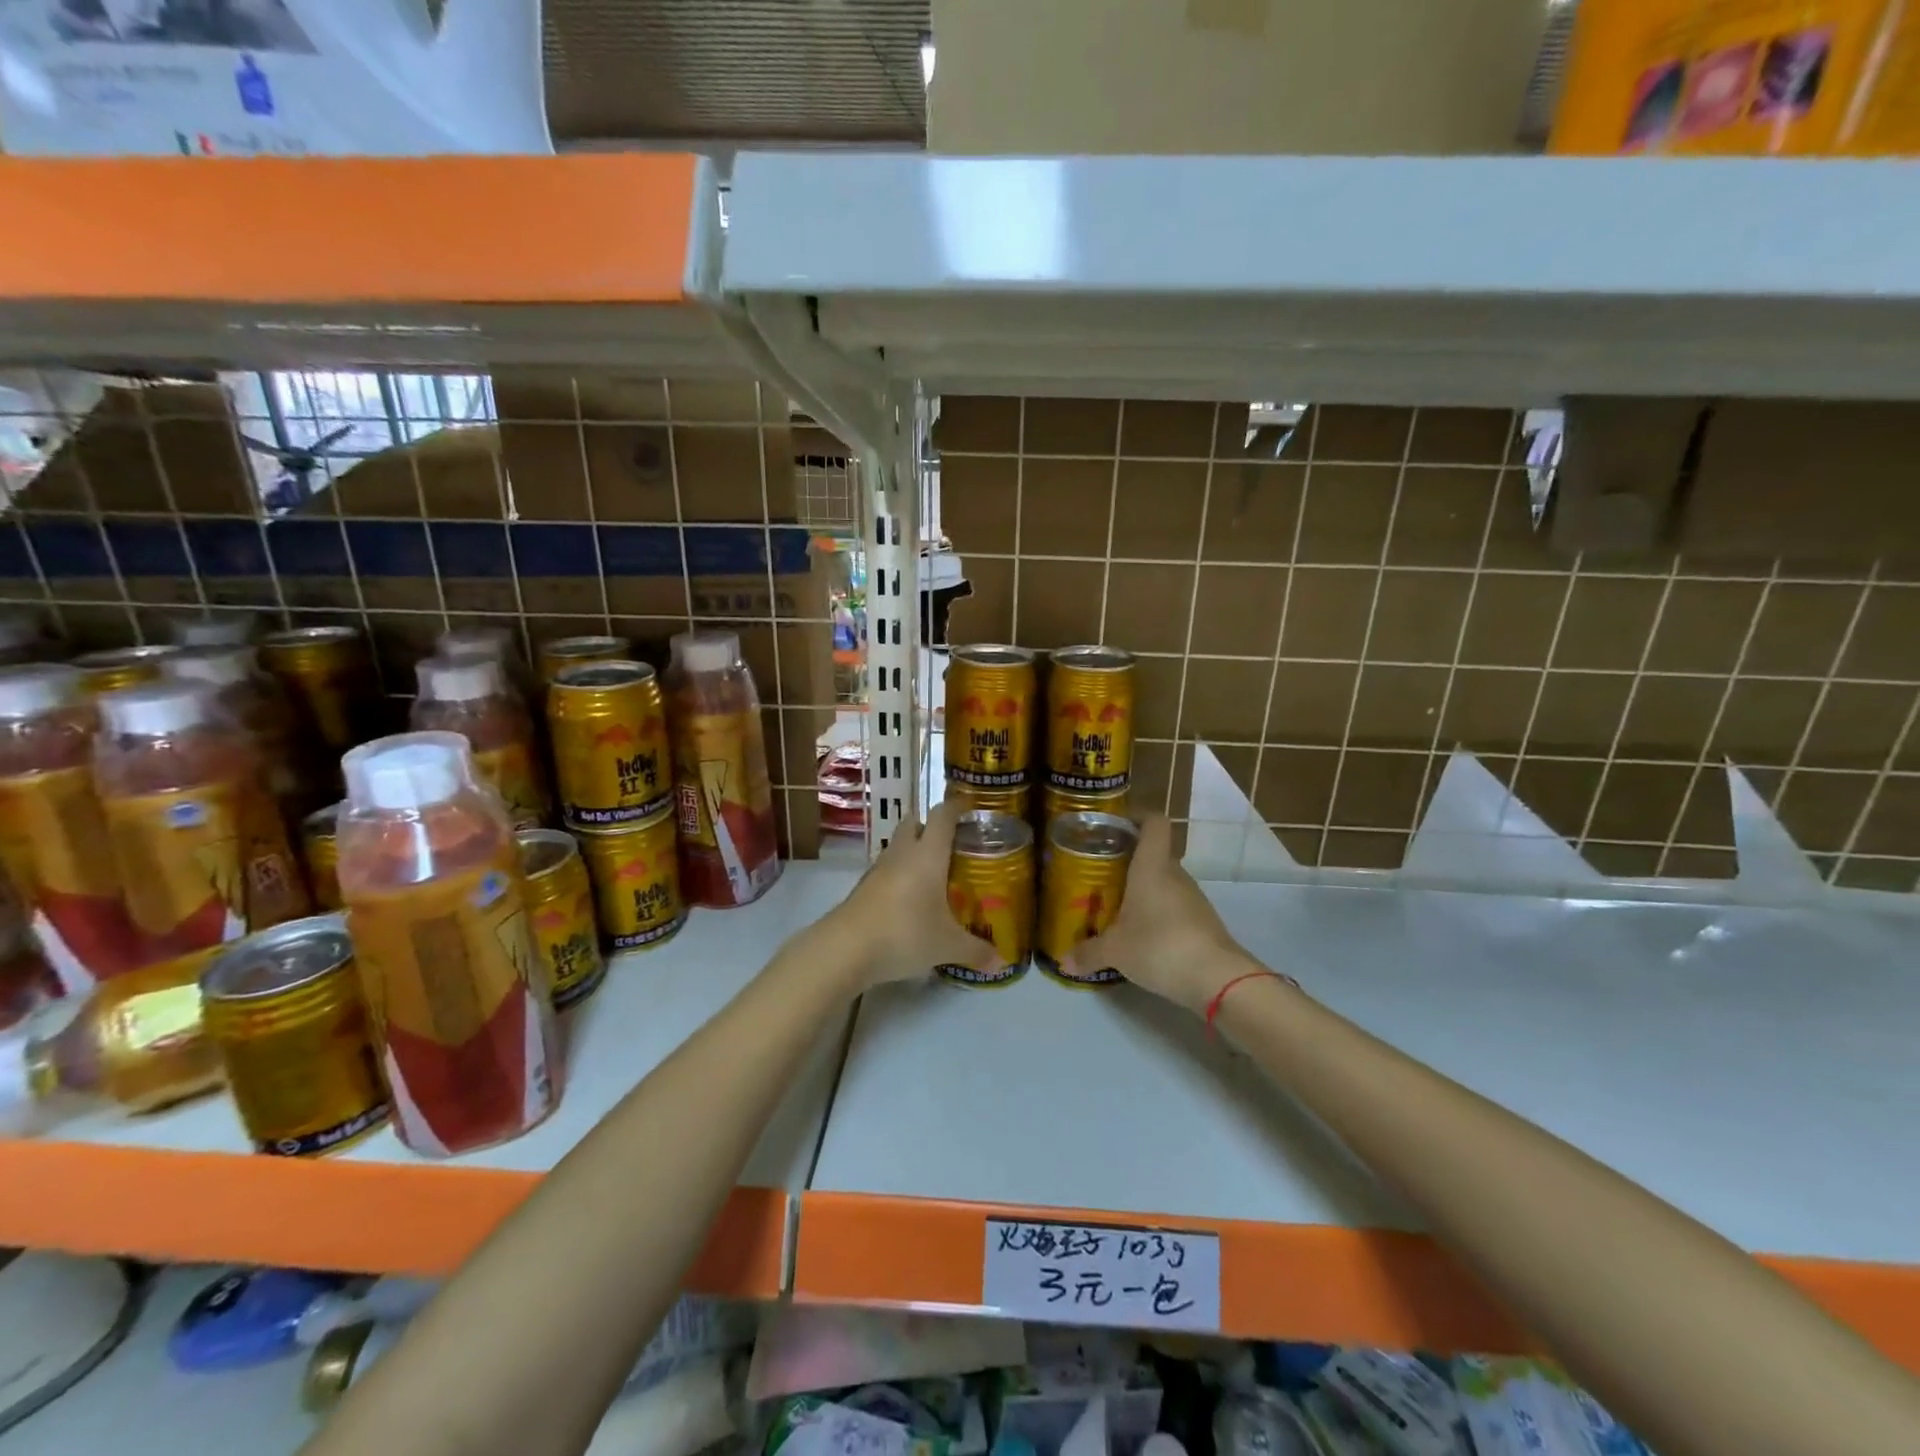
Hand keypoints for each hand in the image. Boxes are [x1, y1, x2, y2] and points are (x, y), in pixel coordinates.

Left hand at [812, 801, 1004, 992]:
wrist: (845, 949)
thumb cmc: (904, 933)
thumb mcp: (947, 946)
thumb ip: (976, 951)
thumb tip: (1002, 963)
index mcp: (928, 854)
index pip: (942, 815)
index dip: (956, 807)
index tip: (970, 808)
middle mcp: (902, 853)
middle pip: (914, 823)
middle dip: (931, 826)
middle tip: (953, 843)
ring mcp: (878, 869)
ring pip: (898, 846)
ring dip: (914, 851)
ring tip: (934, 872)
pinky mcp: (863, 887)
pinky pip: (886, 870)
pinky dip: (900, 874)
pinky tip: (911, 898)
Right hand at [1063, 812, 1258, 1013]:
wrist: (1217, 979)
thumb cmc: (1159, 946)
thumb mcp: (1115, 951)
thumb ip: (1088, 952)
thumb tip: (1063, 960)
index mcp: (1152, 867)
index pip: (1154, 822)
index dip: (1137, 816)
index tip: (1115, 825)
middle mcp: (1174, 875)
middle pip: (1154, 854)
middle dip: (1128, 862)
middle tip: (1101, 875)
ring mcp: (1193, 898)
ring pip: (1164, 882)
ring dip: (1142, 891)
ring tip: (1115, 908)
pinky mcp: (1202, 922)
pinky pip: (1174, 907)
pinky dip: (1156, 913)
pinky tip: (1140, 935)